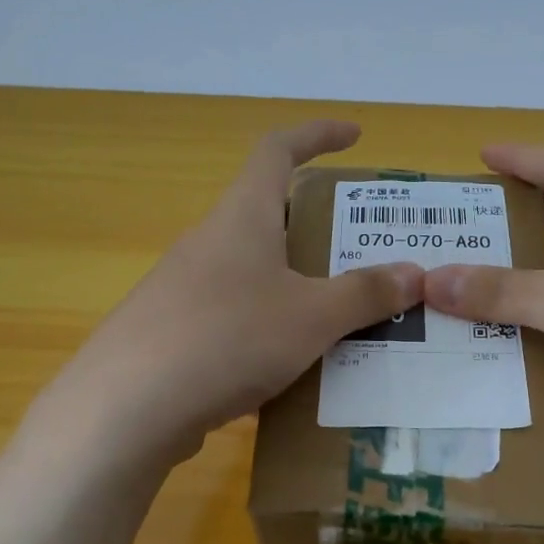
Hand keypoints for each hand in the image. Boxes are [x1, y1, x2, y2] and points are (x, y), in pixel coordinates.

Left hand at [38, 122, 421, 464]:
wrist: (126, 409)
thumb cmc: (228, 339)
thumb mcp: (311, 317)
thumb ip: (365, 294)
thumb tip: (416, 274)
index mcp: (241, 218)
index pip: (277, 150)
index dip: (317, 134)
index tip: (354, 136)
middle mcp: (209, 243)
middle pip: (268, 216)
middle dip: (317, 228)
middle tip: (362, 254)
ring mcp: (184, 289)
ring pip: (254, 272)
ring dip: (296, 284)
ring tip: (341, 318)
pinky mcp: (174, 333)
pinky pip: (236, 315)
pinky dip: (270, 326)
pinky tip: (291, 367)